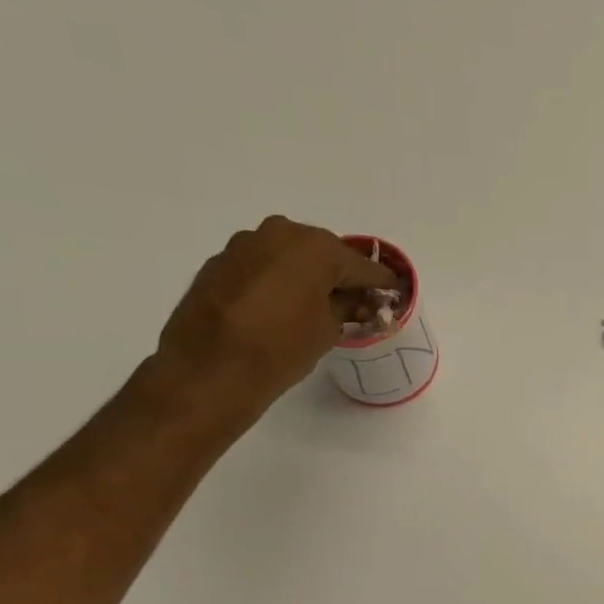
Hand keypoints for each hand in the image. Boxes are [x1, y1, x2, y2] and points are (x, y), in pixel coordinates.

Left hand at [151, 216, 397, 424]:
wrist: (209, 369)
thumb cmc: (282, 348)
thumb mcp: (328, 330)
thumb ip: (346, 307)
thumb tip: (354, 300)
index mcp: (316, 247)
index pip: (361, 265)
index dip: (381, 283)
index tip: (394, 294)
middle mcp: (280, 234)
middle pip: (323, 253)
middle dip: (340, 275)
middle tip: (355, 301)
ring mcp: (245, 245)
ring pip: (289, 256)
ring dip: (306, 276)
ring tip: (316, 305)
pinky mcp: (220, 262)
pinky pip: (262, 267)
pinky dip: (276, 281)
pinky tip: (280, 308)